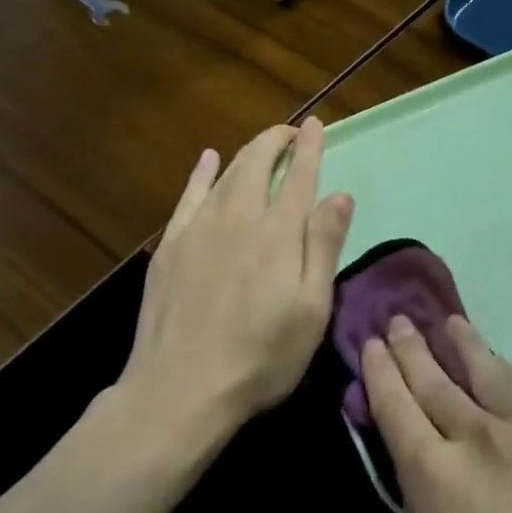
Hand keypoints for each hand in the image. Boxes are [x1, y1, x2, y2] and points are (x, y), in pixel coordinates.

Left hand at [123, 119, 354, 430]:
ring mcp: (198, 229)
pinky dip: (201, 173)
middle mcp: (238, 217)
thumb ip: (323, 246)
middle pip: (257, 163)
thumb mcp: (311, 308)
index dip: (309, 147)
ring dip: (247, 153)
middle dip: (276, 140)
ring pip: (226, 174)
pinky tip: (207, 160)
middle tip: (291, 132)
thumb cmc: (261, 356)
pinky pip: (188, 196)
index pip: (298, 175)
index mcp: (278, 232)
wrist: (180, 388)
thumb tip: (340, 194)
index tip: (316, 124)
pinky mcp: (170, 246)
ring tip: (262, 145)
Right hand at [362, 315, 511, 512]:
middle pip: (437, 379)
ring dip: (464, 343)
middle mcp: (483, 435)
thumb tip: (425, 469)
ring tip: (450, 322)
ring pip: (490, 370)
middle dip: (411, 347)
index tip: (370, 344)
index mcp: (436, 474)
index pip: (396, 405)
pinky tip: (506, 378)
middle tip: (398, 321)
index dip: (380, 372)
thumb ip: (422, 509)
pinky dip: (510, 383)